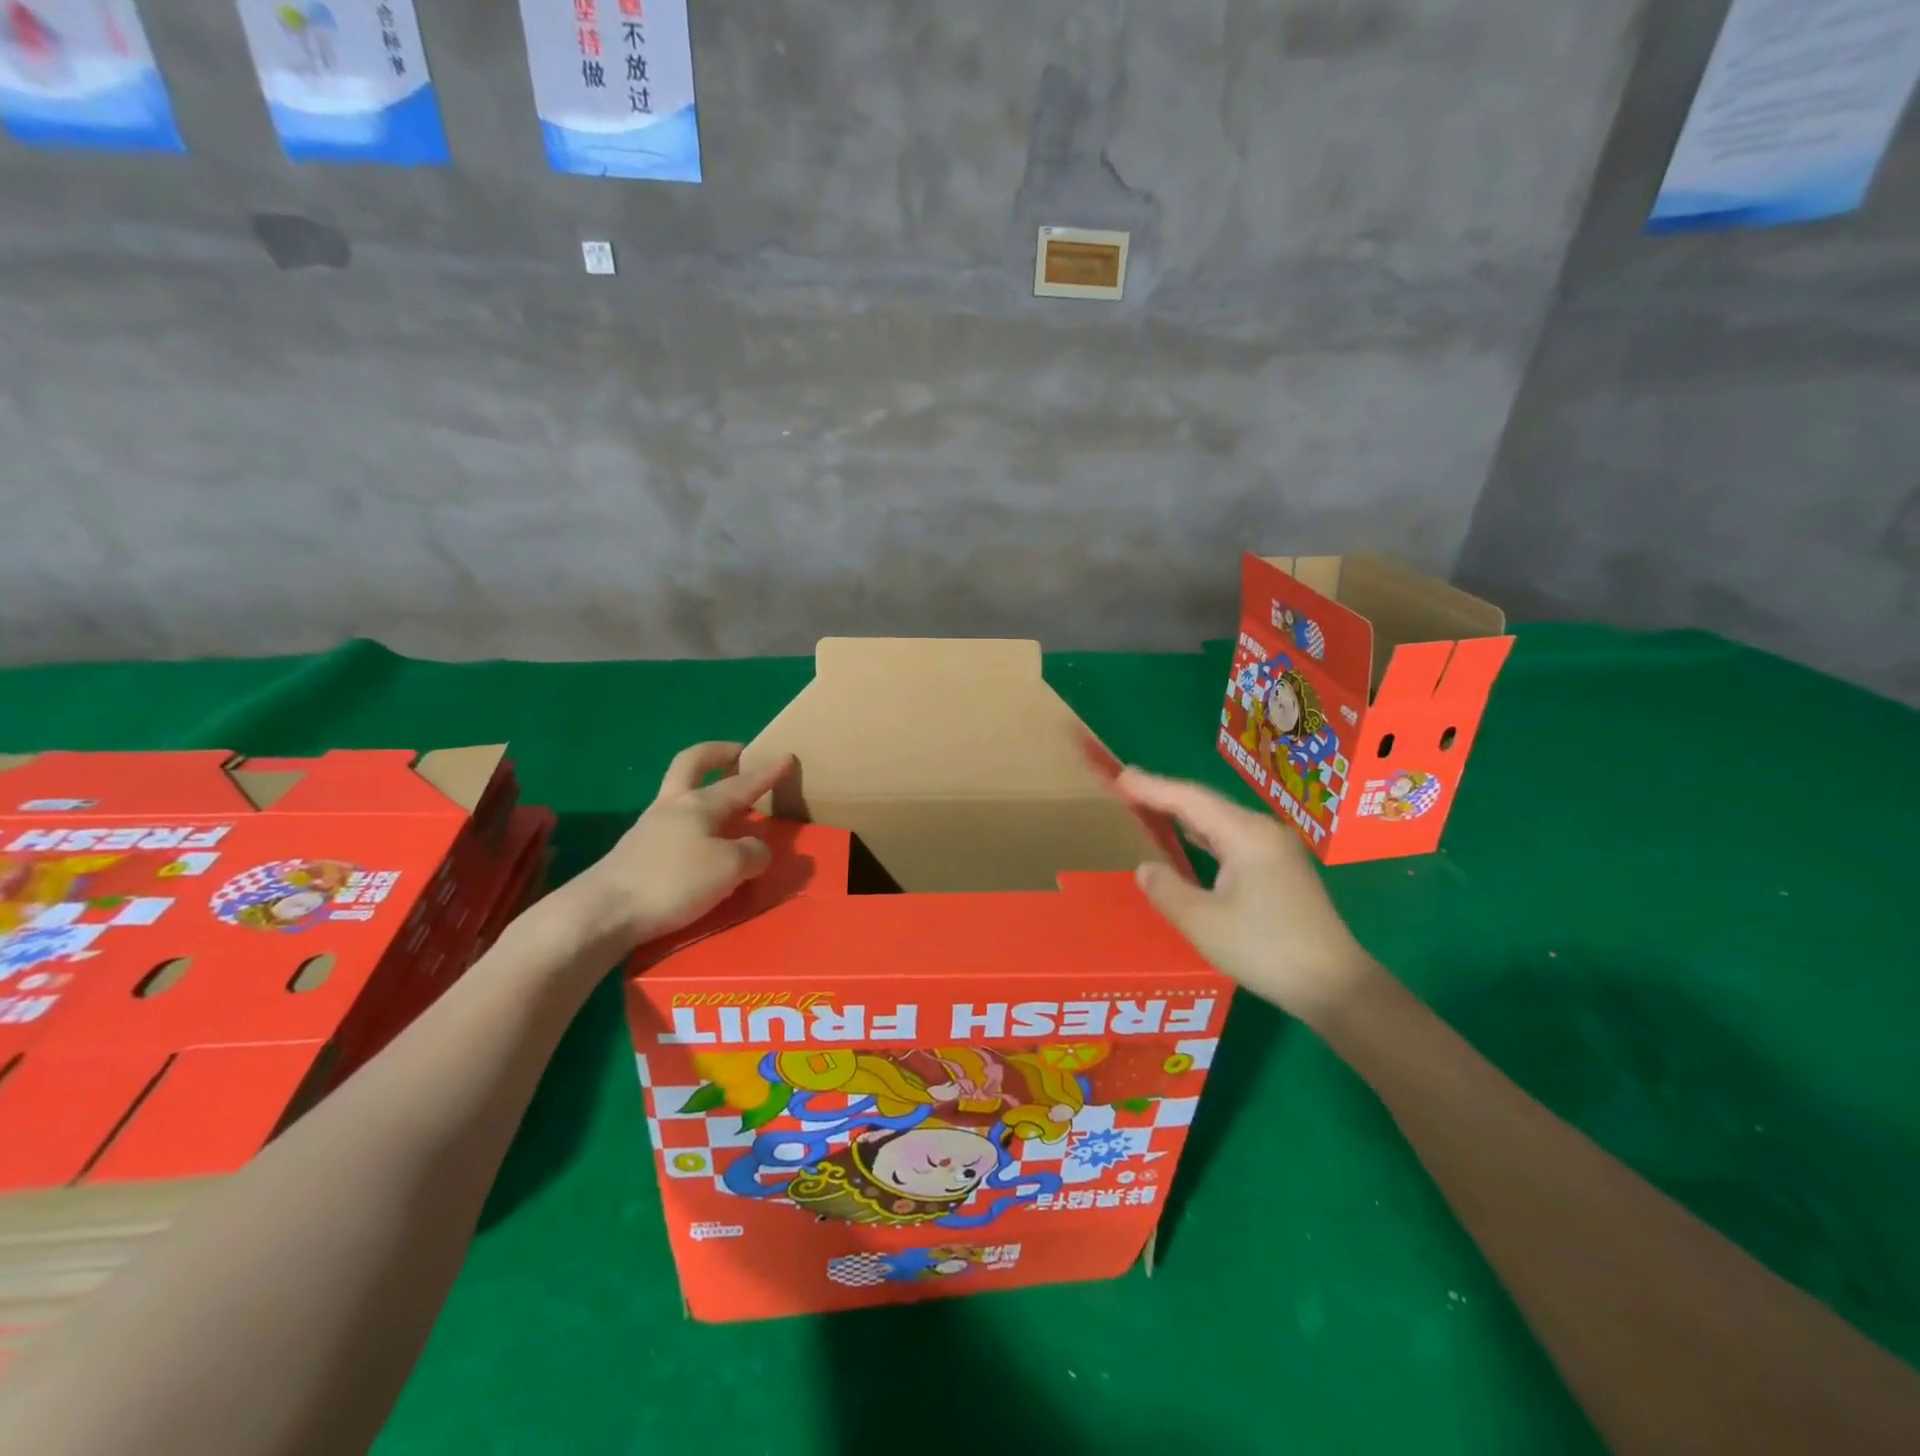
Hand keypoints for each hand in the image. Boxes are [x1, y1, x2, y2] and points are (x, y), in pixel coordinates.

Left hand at [572, 742, 793, 947]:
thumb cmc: (673, 881)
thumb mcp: (729, 868)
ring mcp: (649, 828)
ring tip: (726, 806)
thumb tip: (758, 849)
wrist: (603, 912)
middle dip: (717, 754)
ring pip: (679, 794)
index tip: (785, 756)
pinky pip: (671, 825)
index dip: (766, 772)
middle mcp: (673, 806)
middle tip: (738, 753)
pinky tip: (701, 842)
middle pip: (691, 764)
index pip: (741, 783)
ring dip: (702, 789)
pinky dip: (692, 824)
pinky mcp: (635, 853)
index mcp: (699, 804)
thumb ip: (752, 853)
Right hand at [1115, 767, 1381, 1024]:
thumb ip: (1167, 889)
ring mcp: (1275, 849)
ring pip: (1220, 820)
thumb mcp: (1202, 923)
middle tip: (1126, 786)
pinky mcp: (1280, 868)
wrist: (1334, 985)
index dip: (1152, 787)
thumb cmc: (1265, 949)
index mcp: (1245, 835)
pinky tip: (1189, 838)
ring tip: (1148, 805)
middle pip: (1206, 803)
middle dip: (1165, 794)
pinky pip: (1232, 837)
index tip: (1119, 776)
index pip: (1189, 800)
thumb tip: (1145, 867)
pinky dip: (1203, 832)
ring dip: (1183, 813)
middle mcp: (1262, 831)